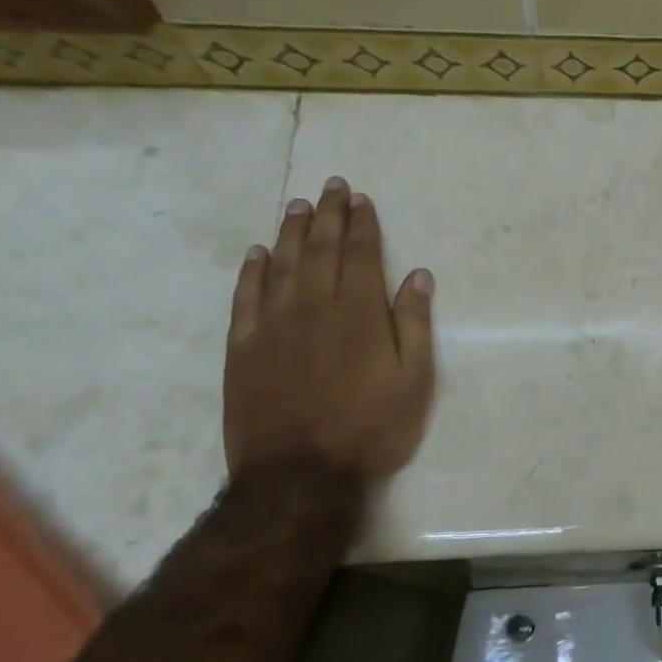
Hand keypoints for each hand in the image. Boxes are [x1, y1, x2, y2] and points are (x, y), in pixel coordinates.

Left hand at [224, 178, 436, 486]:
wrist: (299, 475)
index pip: (360, 256)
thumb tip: (418, 276)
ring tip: (297, 205)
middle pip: (319, 250)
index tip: (361, 199)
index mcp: (359, 315)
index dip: (362, 225)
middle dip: (327, 215)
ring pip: (281, 266)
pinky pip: (246, 299)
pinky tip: (258, 254)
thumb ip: (414, 325)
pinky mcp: (243, 349)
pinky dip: (252, 272)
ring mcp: (273, 327)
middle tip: (330, 186)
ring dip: (290, 233)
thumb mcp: (414, 381)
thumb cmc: (371, 428)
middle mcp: (313, 308)